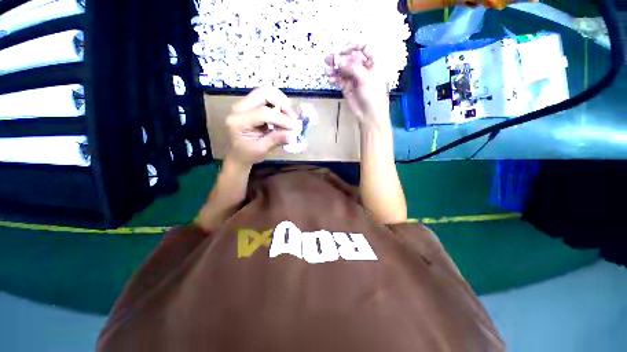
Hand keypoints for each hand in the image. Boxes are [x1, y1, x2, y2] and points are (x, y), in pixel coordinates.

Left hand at [226, 87, 298, 166]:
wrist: (239, 154)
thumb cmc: (248, 154)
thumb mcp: (261, 150)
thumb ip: (275, 140)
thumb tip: (292, 133)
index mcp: (238, 121)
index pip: (262, 113)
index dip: (280, 118)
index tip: (293, 127)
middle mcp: (239, 108)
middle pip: (264, 93)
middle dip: (282, 103)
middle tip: (293, 117)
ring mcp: (245, 104)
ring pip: (267, 92)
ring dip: (282, 102)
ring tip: (290, 116)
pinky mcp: (252, 105)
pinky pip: (268, 98)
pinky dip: (280, 105)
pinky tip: (285, 116)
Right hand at [326, 45, 390, 129]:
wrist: (370, 115)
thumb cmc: (373, 95)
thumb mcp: (365, 78)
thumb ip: (352, 67)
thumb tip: (338, 59)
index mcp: (372, 62)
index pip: (363, 47)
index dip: (353, 45)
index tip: (342, 47)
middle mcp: (363, 68)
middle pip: (350, 58)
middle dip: (340, 57)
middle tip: (329, 59)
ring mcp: (354, 78)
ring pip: (343, 69)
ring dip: (334, 68)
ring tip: (327, 70)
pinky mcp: (347, 87)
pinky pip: (340, 79)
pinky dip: (335, 79)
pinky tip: (331, 80)